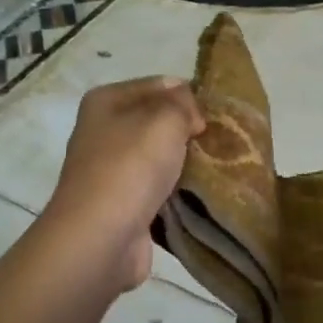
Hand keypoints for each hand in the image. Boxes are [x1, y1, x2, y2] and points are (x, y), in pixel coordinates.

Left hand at [49, 76, 205, 289]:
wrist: (101, 238)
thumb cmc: (131, 167)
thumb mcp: (165, 119)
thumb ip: (183, 103)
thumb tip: (189, 113)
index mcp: (106, 101)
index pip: (160, 85)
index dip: (189, 97)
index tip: (214, 117)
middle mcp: (103, 131)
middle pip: (158, 121)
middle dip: (188, 131)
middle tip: (222, 143)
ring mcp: (111, 170)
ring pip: (160, 157)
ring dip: (185, 163)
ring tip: (217, 168)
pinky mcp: (122, 204)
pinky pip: (158, 188)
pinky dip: (177, 192)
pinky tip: (199, 195)